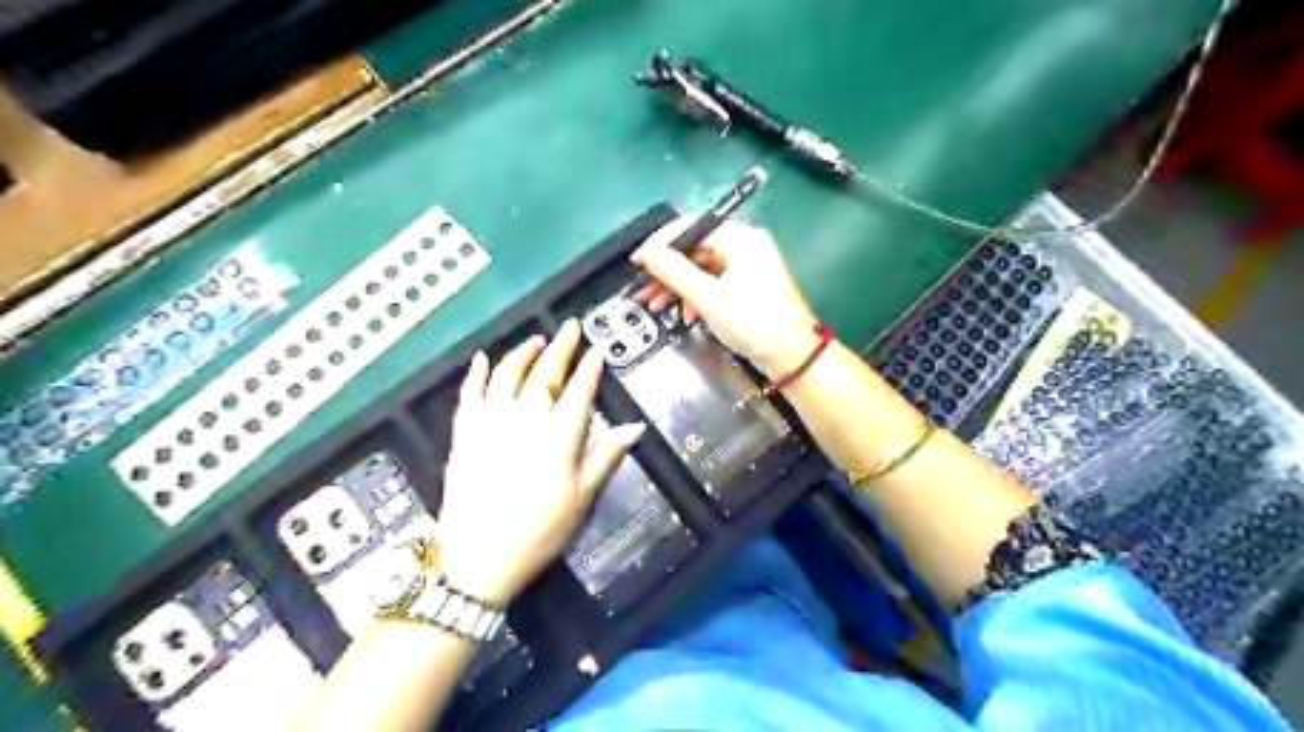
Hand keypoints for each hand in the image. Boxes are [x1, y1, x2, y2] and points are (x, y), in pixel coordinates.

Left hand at [435, 323, 642, 602]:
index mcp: (558, 435)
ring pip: (506, 375)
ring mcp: (490, 423)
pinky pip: (468, 394)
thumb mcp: (582, 497)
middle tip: (570, 327)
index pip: (579, 390)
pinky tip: (480, 360)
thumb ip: (606, 456)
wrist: (479, 559)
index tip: (597, 350)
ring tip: (536, 339)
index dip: (590, 368)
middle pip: (545, 374)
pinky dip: (474, 374)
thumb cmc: (539, 530)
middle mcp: (525, 419)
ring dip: (522, 353)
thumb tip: (635, 427)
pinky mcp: (464, 433)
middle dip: (561, 348)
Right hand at [639, 215, 817, 377]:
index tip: (637, 261)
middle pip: (695, 248)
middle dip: (666, 270)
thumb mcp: (709, 298)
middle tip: (641, 288)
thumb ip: (675, 272)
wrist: (792, 358)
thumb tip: (648, 253)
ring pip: (701, 268)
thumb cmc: (754, 324)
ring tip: (654, 305)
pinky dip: (695, 296)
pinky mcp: (746, 286)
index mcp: (741, 239)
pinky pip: (713, 282)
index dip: (661, 242)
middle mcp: (745, 245)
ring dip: (677, 286)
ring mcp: (747, 266)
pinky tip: (684, 315)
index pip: (693, 226)